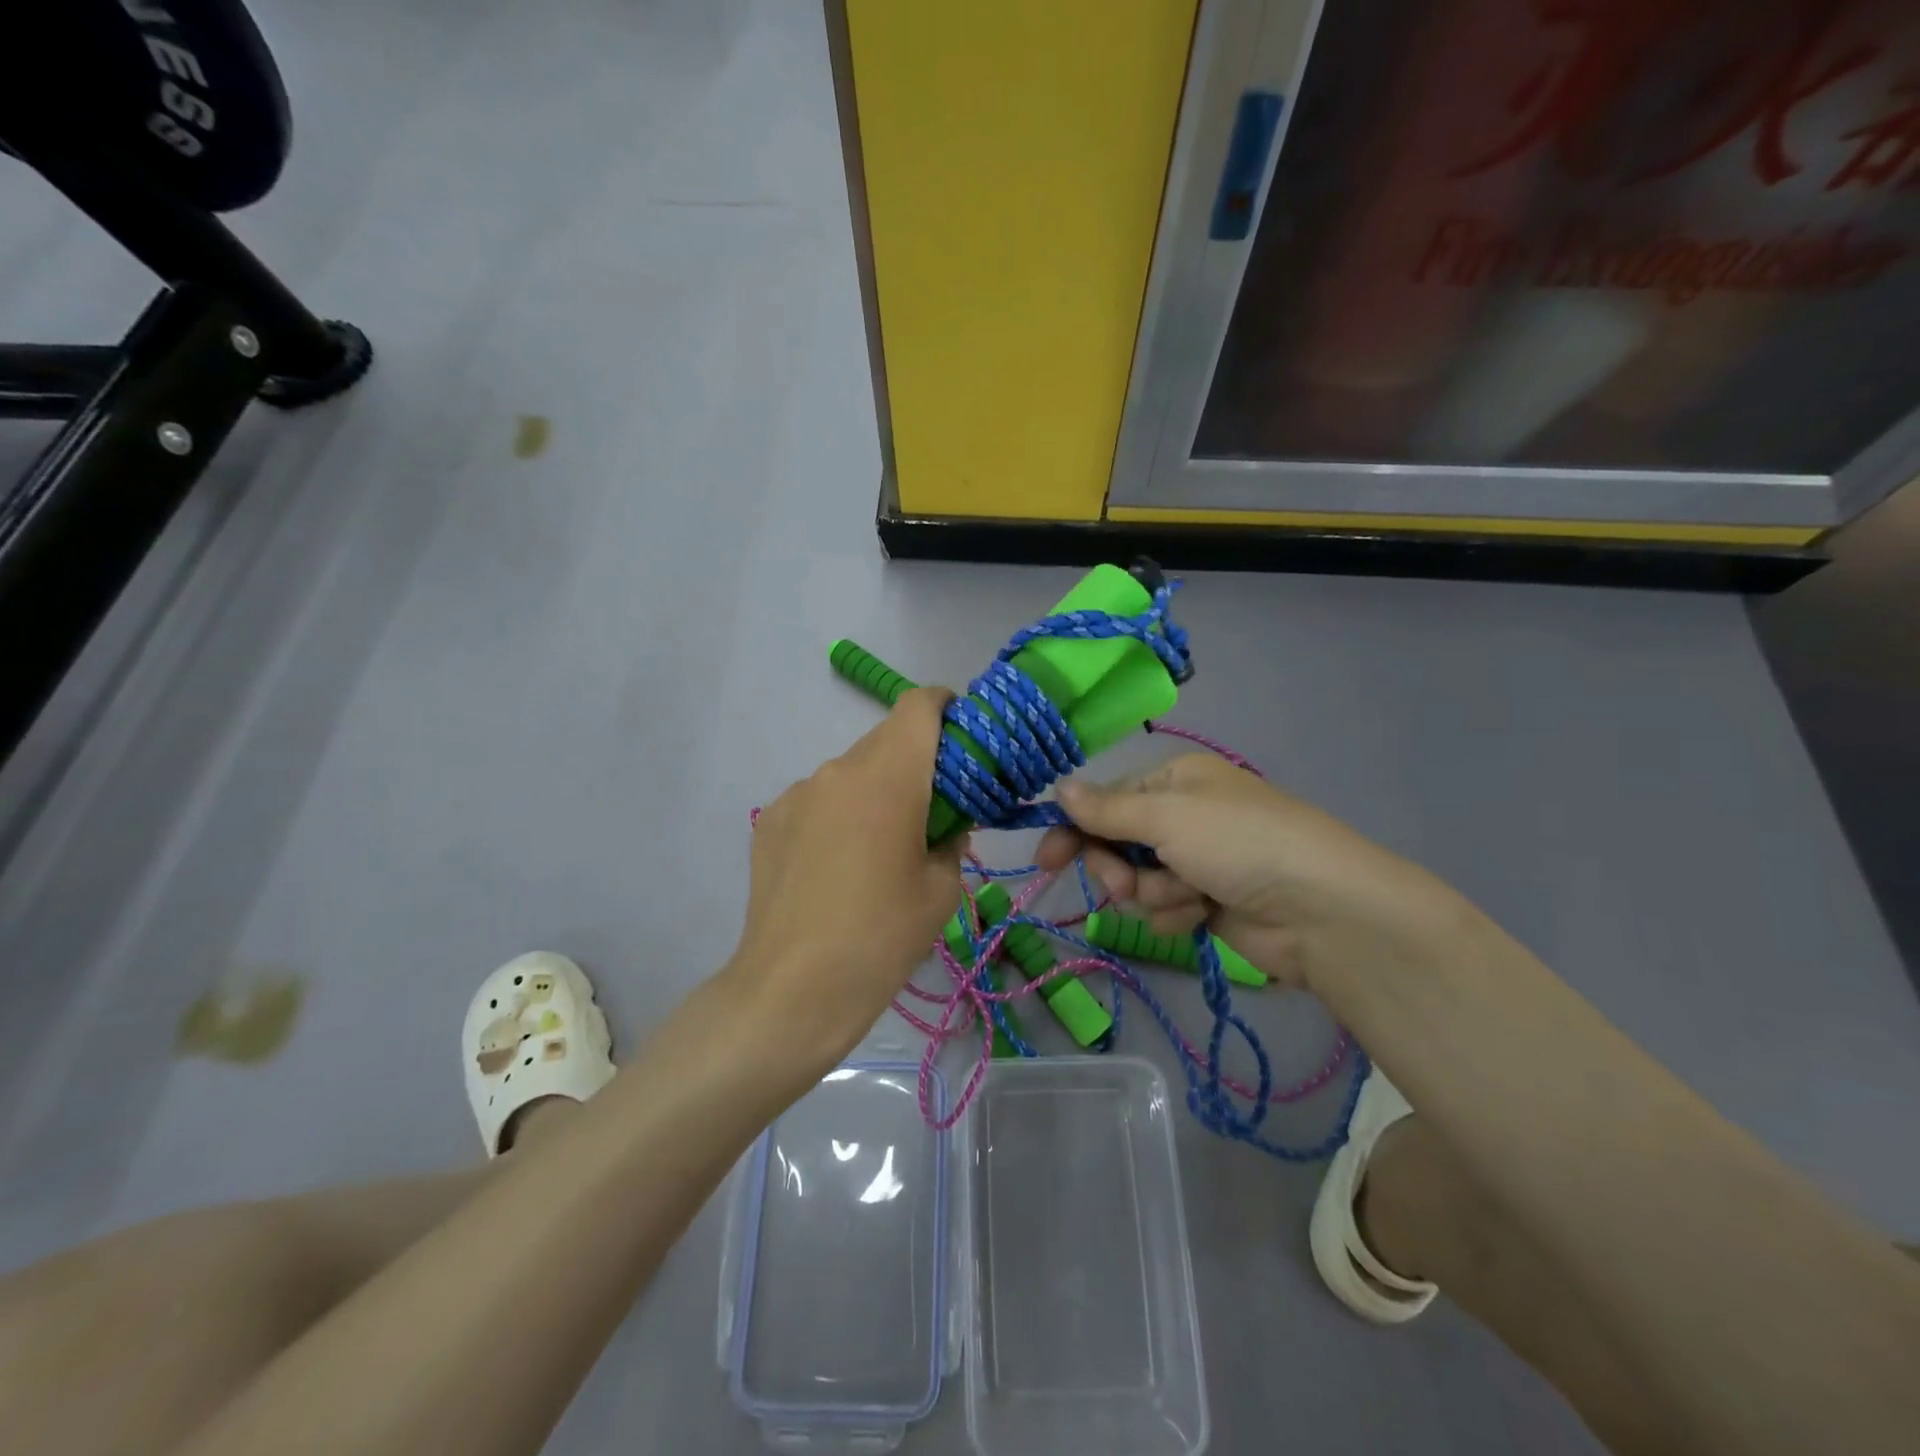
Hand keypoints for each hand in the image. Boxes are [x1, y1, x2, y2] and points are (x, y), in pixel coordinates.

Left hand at [732, 687, 963, 1064]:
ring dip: (873, 790)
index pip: (918, 707)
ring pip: (850, 772)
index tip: (961, 731)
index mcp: (888, 776)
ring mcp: (798, 793)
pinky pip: (818, 800)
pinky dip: (838, 814)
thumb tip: (945, 824)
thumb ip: (952, 839)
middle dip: (914, 760)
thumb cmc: (882, 937)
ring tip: (879, 846)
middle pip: (885, 740)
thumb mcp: (942, 889)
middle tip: (931, 806)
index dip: (944, 706)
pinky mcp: (770, 820)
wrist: (794, 990)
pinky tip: (837, 864)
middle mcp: (839, 769)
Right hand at [1038, 754, 1479, 991]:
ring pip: (1136, 883)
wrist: (1321, 910)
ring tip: (1189, 898)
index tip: (1046, 861)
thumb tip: (1059, 788)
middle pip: (1115, 844)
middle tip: (1128, 885)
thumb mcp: (1167, 816)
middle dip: (1119, 869)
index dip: (1074, 829)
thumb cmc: (1240, 843)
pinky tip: (1202, 916)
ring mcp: (1195, 861)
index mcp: (1174, 780)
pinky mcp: (1207, 902)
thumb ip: (1107, 809)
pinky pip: (1163, 909)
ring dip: (1153, 895)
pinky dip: (1176, 915)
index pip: (1105, 801)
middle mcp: (1182, 816)